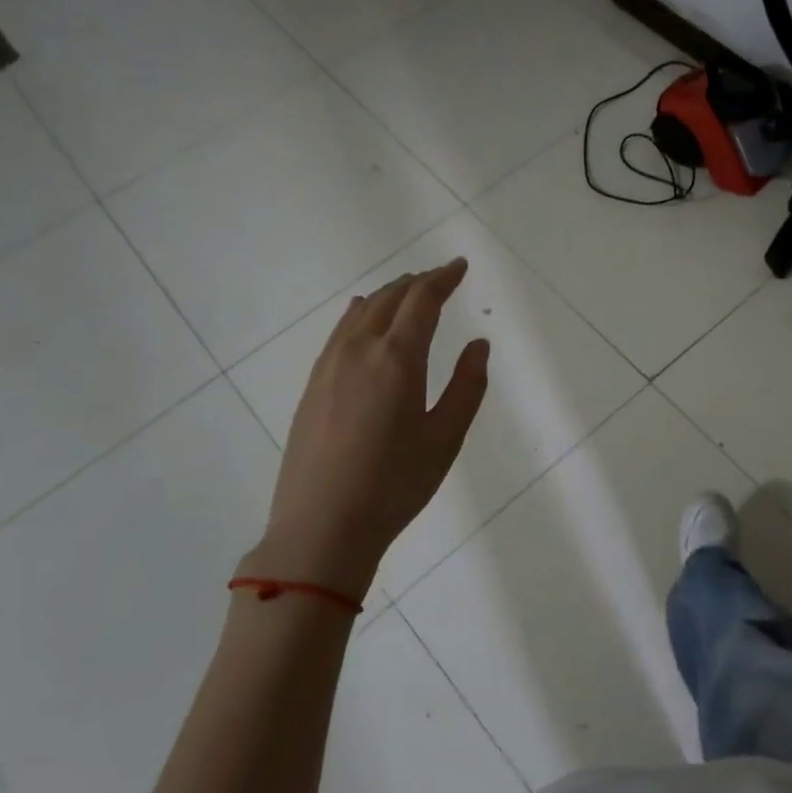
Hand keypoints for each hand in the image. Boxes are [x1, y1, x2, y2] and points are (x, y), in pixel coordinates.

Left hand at [256, 259, 488, 597]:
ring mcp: (329, 365)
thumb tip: (478, 345)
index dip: (443, 278)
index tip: (460, 266)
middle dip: (418, 282)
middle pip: (390, 298)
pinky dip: (362, 314)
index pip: (422, 300)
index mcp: (397, 358)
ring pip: (361, 311)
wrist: (322, 526)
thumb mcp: (446, 438)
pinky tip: (366, 321)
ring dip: (389, 295)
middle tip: (440, 278)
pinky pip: (341, 331)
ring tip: (408, 294)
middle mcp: (359, 349)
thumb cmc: (394, 484)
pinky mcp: (313, 384)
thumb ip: (467, 386)